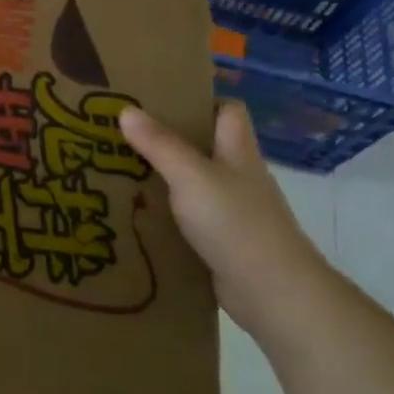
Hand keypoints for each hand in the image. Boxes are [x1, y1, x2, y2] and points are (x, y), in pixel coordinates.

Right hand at [119, 101, 331, 333]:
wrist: (273, 292)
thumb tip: (125, 109)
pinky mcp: (224, 242)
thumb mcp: (191, 176)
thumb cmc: (236, 223)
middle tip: (124, 134)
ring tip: (120, 172)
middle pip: (206, 146)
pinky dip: (168, 215)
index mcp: (237, 151)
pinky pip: (190, 218)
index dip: (200, 101)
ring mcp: (234, 211)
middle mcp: (238, 176)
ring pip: (195, 183)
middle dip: (168, 139)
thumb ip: (158, 144)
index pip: (228, 111)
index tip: (159, 100)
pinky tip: (138, 216)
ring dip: (164, 179)